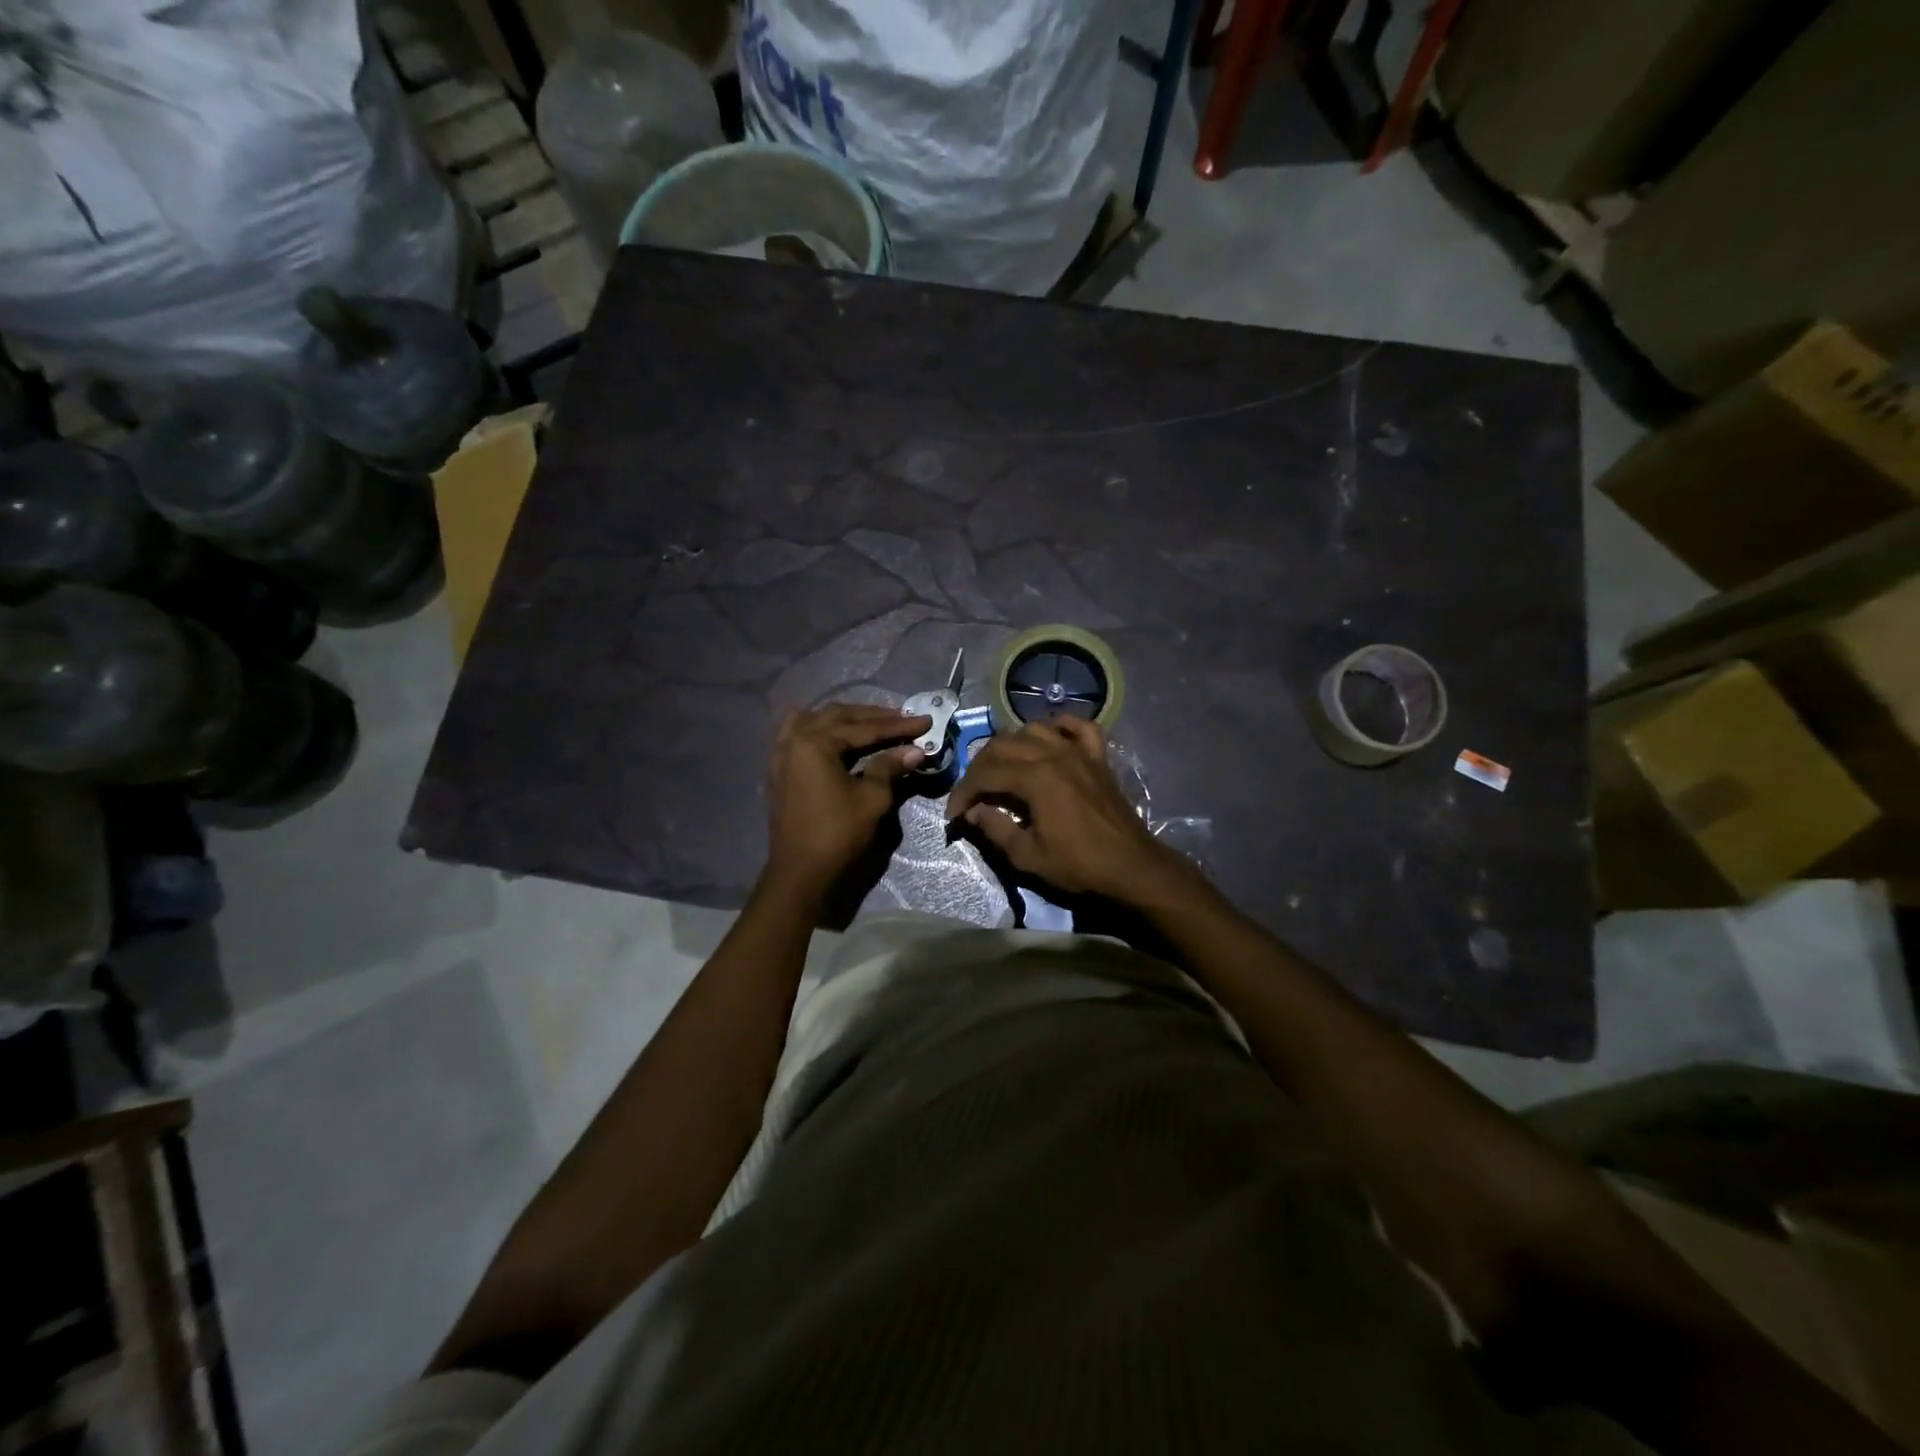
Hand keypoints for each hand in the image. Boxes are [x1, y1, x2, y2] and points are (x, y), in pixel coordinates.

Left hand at [765, 703, 930, 899]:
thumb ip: (890, 767)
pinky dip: (820, 729)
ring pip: (815, 720)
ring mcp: (781, 755)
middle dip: (873, 717)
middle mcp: (793, 740)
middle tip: (903, 718)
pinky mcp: (779, 770)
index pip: (864, 729)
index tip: (925, 721)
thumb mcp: (872, 799)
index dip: (898, 726)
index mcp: (814, 743)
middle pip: (838, 717)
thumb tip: (915, 750)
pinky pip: (798, 734)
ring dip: (844, 718)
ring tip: (870, 722)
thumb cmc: (838, 834)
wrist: (801, 873)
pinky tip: (835, 735)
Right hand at [946, 717, 1187, 902]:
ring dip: (1011, 744)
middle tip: (973, 794)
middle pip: (1003, 745)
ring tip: (1003, 767)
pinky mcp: (1098, 757)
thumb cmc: (1078, 865)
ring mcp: (1078, 751)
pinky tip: (1050, 736)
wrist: (1131, 866)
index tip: (954, 814)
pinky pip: (1079, 727)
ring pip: (1034, 729)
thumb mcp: (1028, 856)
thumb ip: (995, 829)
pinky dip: (1060, 726)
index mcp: (1035, 778)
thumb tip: (974, 811)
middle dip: (980, 767)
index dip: (963, 792)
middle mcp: (1054, 754)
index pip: (985, 774)